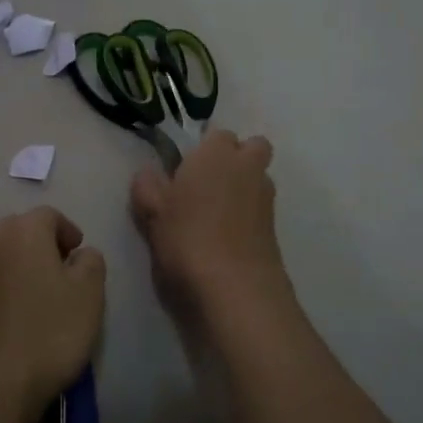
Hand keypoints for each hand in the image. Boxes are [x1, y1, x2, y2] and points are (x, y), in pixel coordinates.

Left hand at [0, 207, 105, 422]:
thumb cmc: (47, 333)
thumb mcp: (89, 294)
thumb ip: (90, 262)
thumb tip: (79, 255)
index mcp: (20, 231)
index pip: (48, 215)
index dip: (67, 232)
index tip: (78, 255)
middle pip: (17, 233)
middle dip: (39, 248)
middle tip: (59, 275)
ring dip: (14, 270)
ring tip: (33, 299)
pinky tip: (8, 322)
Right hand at [131, 129, 287, 319]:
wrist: (236, 288)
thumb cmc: (187, 239)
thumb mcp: (152, 213)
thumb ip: (147, 187)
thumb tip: (149, 173)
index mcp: (216, 154)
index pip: (217, 134)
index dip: (203, 149)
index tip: (185, 171)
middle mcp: (246, 168)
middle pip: (252, 148)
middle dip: (237, 158)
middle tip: (207, 185)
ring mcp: (266, 198)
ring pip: (259, 179)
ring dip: (243, 188)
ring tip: (214, 216)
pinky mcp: (275, 229)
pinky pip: (260, 210)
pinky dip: (248, 217)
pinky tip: (226, 239)